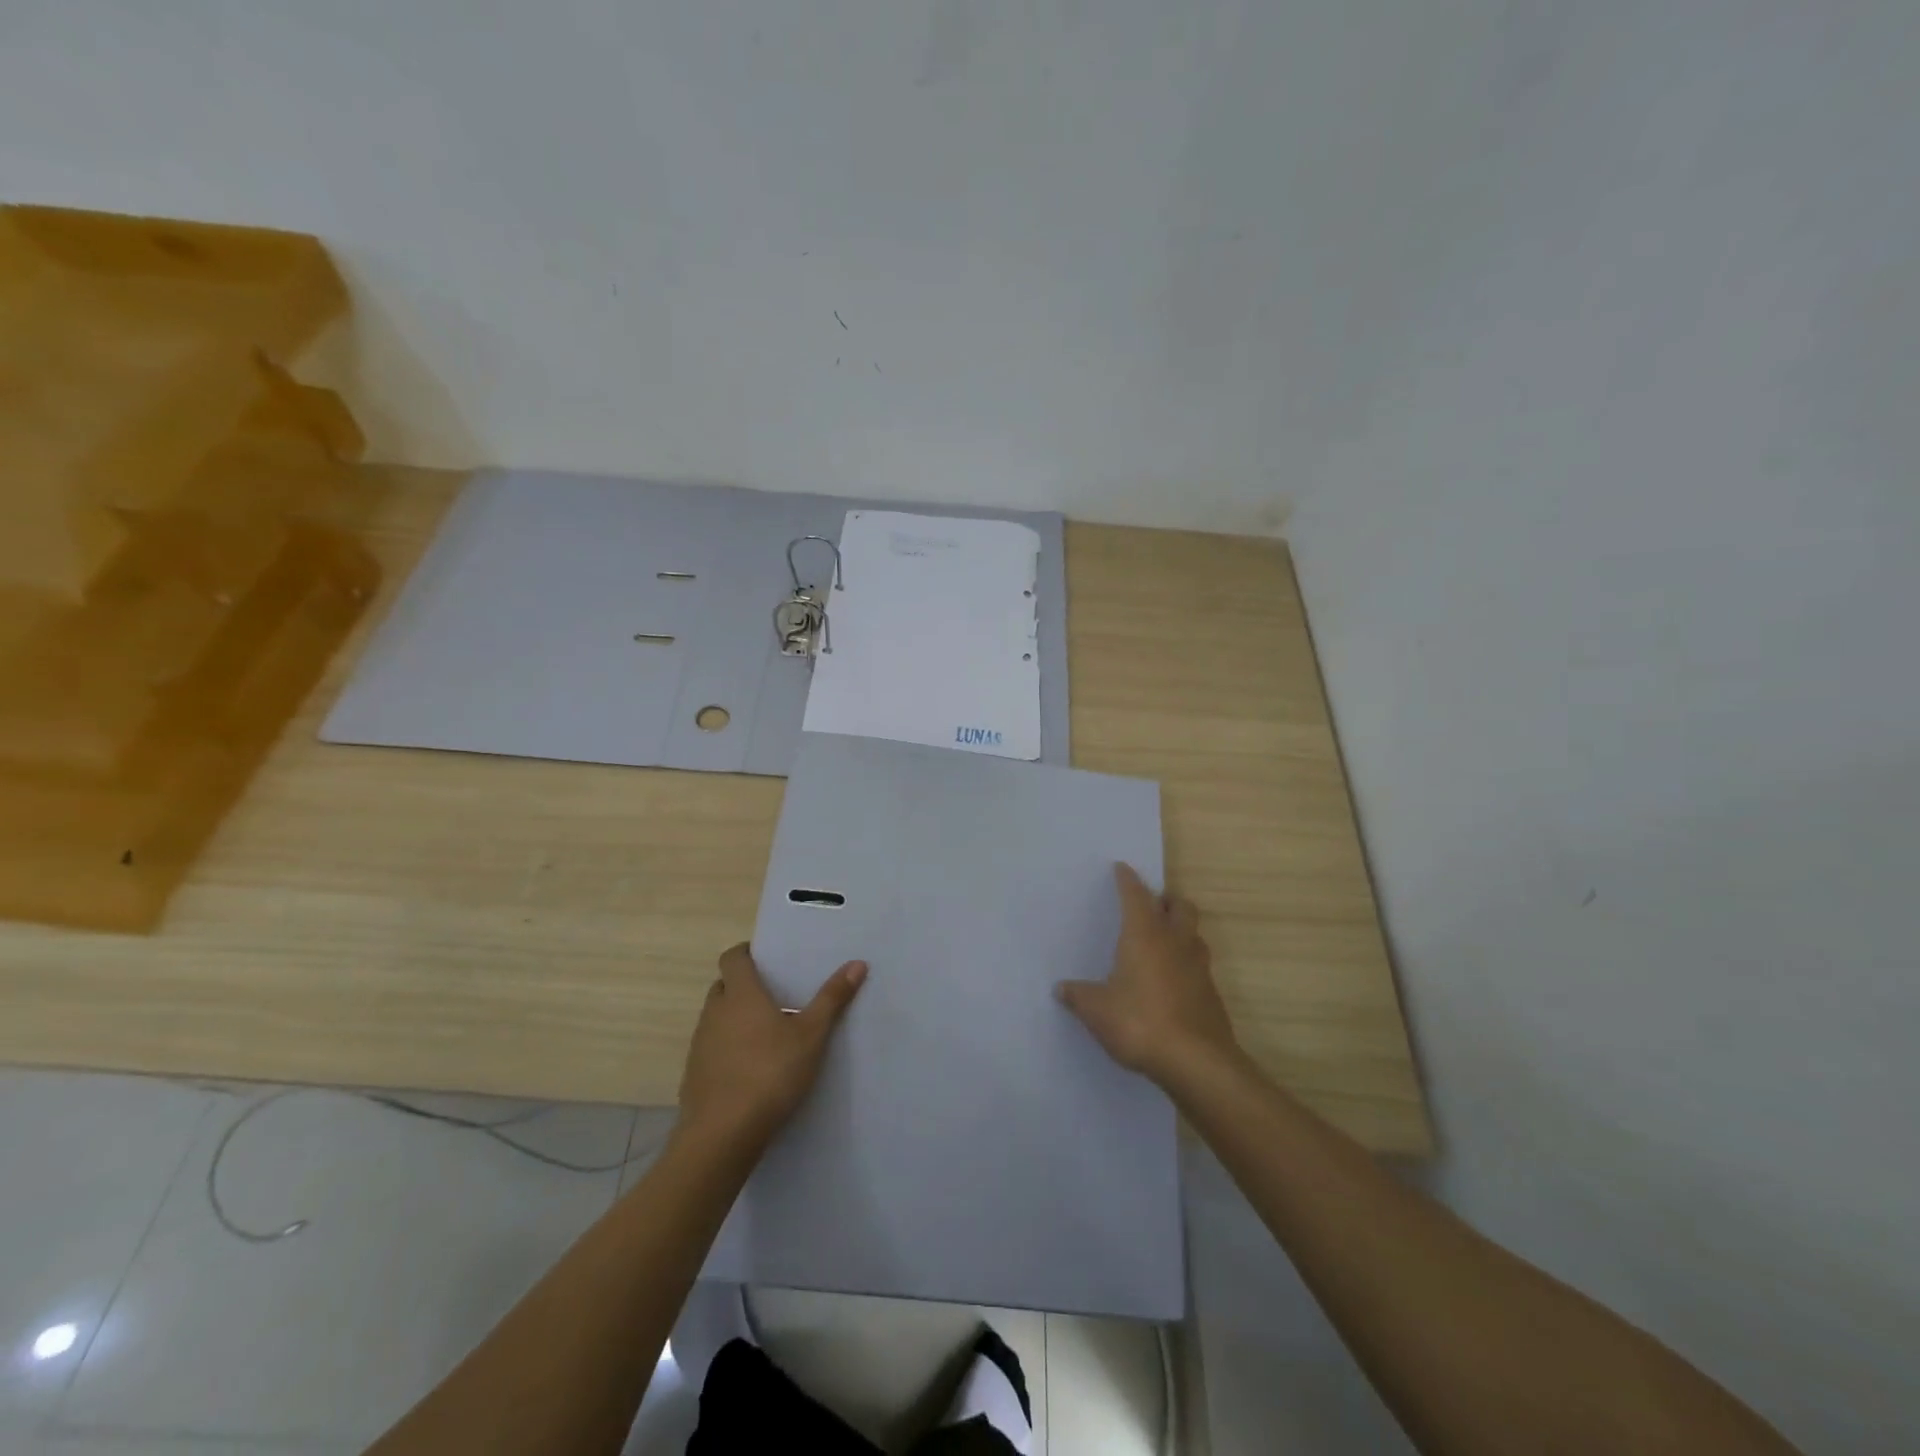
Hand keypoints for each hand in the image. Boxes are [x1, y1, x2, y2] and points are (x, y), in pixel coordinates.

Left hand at [678, 943, 866, 1147]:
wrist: (722, 1135)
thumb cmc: (770, 1073)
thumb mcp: (811, 1035)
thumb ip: (832, 998)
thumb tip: (857, 963)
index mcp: (741, 994)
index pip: (733, 957)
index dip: (746, 953)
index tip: (767, 959)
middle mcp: (714, 1012)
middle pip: (724, 986)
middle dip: (743, 986)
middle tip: (774, 995)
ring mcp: (700, 1044)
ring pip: (715, 1018)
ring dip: (734, 1018)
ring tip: (766, 1033)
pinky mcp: (693, 1075)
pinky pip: (711, 1048)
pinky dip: (726, 1049)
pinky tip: (749, 1069)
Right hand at [1057, 863, 1237, 1086]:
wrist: (1196, 1062)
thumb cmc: (1140, 1023)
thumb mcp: (1097, 1010)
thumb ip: (1078, 996)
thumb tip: (1061, 988)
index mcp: (1144, 935)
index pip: (1136, 896)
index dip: (1127, 880)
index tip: (1122, 868)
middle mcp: (1174, 942)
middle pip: (1179, 906)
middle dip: (1166, 900)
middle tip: (1151, 905)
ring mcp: (1198, 967)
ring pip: (1194, 933)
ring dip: (1181, 928)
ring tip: (1163, 939)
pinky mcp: (1211, 993)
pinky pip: (1199, 964)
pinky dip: (1186, 961)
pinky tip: (1173, 980)